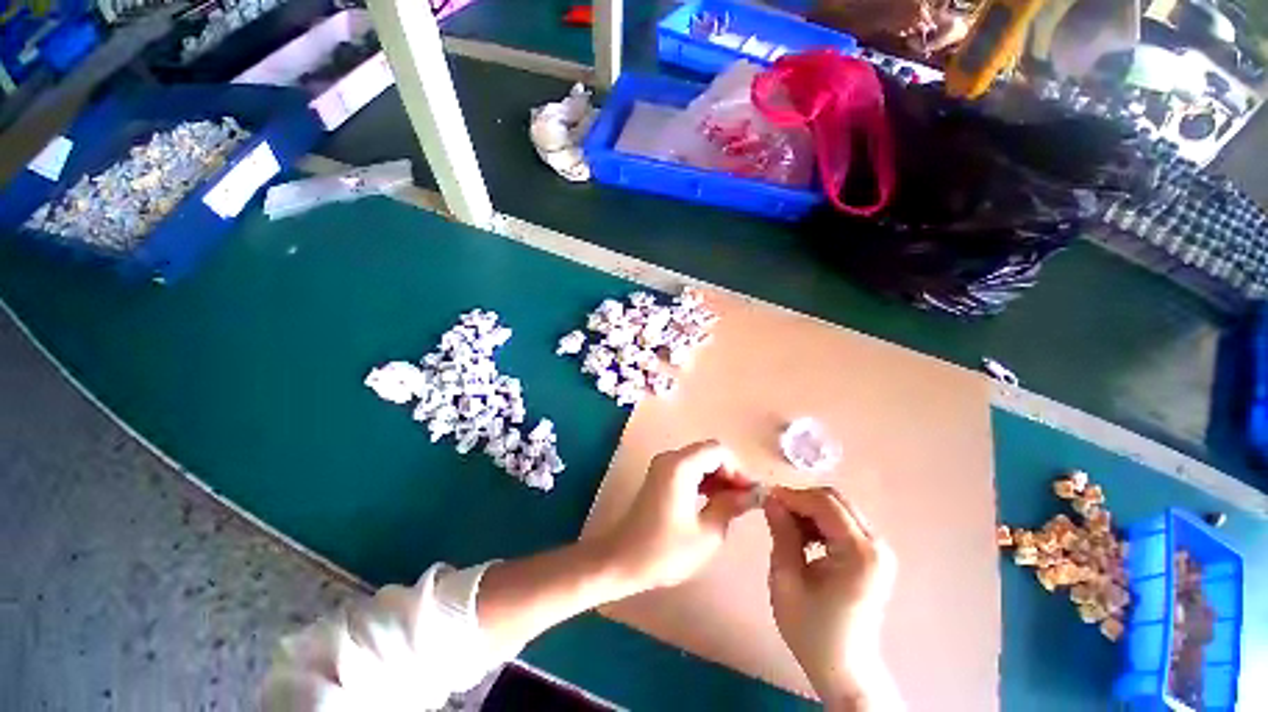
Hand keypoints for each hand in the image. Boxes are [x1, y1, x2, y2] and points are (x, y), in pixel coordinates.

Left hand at [599, 441, 757, 591]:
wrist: (623, 560)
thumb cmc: (665, 551)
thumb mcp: (707, 533)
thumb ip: (731, 506)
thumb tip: (753, 493)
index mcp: (680, 466)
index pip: (719, 451)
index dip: (738, 470)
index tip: (750, 494)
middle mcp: (670, 458)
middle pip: (709, 452)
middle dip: (729, 473)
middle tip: (744, 501)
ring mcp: (662, 465)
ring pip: (700, 460)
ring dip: (718, 477)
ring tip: (732, 505)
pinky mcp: (659, 476)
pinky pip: (688, 468)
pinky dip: (704, 480)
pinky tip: (713, 502)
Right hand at [764, 487, 899, 708]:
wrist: (844, 668)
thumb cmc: (811, 630)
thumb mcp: (786, 579)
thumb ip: (781, 533)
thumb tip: (771, 499)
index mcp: (860, 553)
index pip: (825, 504)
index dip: (793, 495)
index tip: (765, 498)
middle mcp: (876, 546)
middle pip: (835, 501)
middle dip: (801, 500)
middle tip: (775, 512)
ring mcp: (878, 550)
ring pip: (838, 508)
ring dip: (809, 510)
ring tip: (786, 527)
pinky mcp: (873, 556)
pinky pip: (843, 522)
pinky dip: (819, 522)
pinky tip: (804, 538)